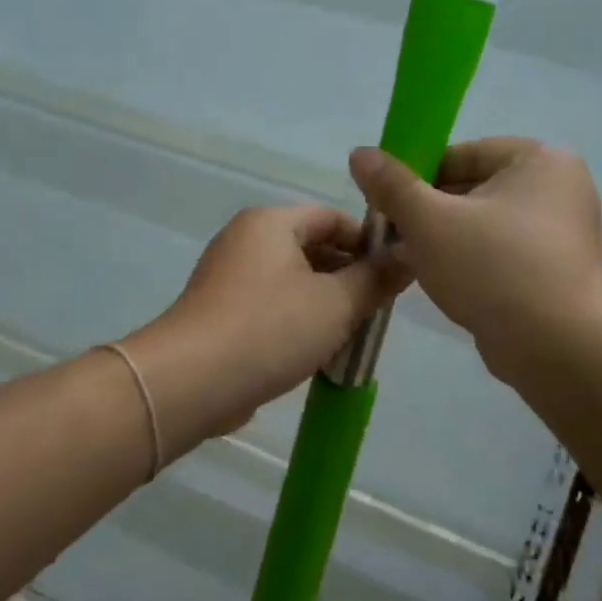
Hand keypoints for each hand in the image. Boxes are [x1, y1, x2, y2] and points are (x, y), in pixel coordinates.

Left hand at [122, 205, 406, 450]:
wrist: (190, 382)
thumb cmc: (270, 329)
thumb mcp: (337, 303)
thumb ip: (376, 278)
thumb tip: (411, 255)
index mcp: (271, 223)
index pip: (332, 218)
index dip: (368, 243)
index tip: (395, 275)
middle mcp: (245, 240)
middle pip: (312, 248)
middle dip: (348, 278)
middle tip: (377, 310)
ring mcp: (227, 277)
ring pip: (292, 282)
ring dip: (325, 305)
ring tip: (353, 336)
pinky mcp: (219, 313)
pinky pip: (270, 307)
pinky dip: (296, 322)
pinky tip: (316, 353)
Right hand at [348, 137, 601, 376]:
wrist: (556, 347)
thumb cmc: (493, 268)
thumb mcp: (430, 221)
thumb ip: (392, 185)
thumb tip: (359, 153)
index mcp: (540, 160)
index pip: (463, 154)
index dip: (418, 176)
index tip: (389, 204)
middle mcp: (561, 188)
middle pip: (475, 189)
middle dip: (430, 212)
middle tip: (394, 237)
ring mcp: (564, 232)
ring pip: (486, 225)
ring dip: (446, 240)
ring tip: (410, 262)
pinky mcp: (558, 271)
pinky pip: (504, 254)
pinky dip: (474, 263)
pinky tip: (444, 284)